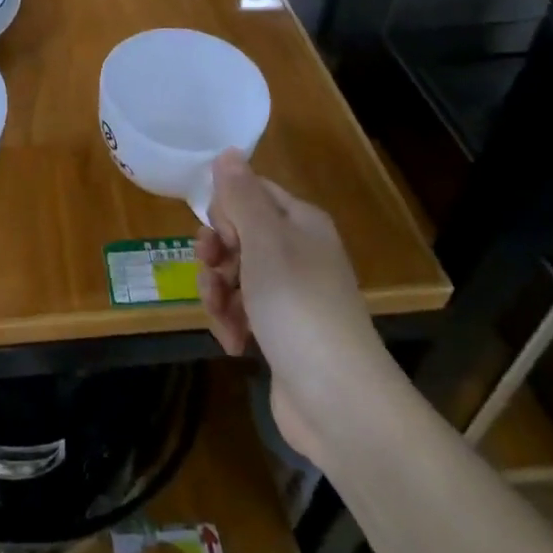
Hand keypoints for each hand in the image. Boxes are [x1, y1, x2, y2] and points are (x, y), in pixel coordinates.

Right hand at [195, 151, 390, 457]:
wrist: (339, 401)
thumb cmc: (298, 307)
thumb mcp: (265, 242)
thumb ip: (242, 195)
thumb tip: (228, 151)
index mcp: (300, 224)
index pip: (251, 192)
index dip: (226, 209)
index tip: (220, 234)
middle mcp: (297, 253)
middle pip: (237, 234)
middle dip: (215, 254)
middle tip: (212, 271)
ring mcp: (290, 295)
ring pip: (234, 275)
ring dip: (217, 293)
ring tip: (222, 316)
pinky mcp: (280, 331)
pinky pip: (242, 311)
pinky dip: (231, 323)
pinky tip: (234, 343)